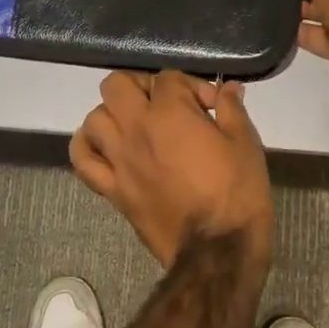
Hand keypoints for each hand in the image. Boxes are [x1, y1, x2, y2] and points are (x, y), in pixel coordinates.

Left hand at [70, 71, 272, 267]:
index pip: (168, 78)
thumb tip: (228, 88)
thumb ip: (232, 109)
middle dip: (141, 86)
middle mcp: (136, 129)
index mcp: (170, 113)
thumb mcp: (245, 143)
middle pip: (117, 84)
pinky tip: (104, 147)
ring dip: (113, 114)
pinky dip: (87, 147)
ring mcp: (118, 159)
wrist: (216, 249)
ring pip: (95, 118)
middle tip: (164, 104)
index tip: (211, 107)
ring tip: (136, 126)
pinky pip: (83, 160)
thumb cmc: (237, 192)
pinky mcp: (111, 188)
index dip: (192, 86)